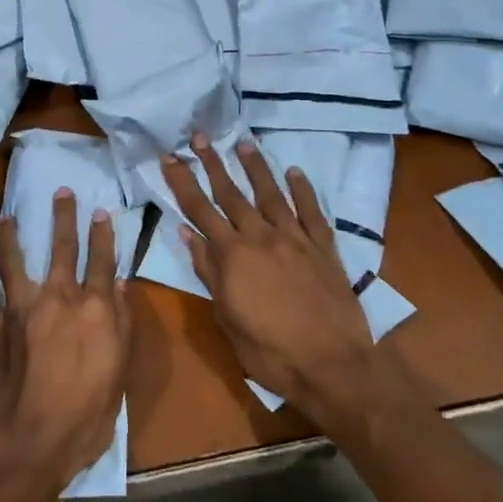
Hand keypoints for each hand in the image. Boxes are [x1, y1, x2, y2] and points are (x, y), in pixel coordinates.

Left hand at [0, 191, 131, 501]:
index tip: (101, 212)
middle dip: (63, 217)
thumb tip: (123, 286)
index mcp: (94, 310)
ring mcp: (21, 310)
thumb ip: (122, 326)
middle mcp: (58, 299)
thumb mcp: (119, 375)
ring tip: (7, 217)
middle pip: (61, 249)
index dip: (103, 235)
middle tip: (61, 191)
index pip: (102, 261)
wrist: (30, 443)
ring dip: (11, 237)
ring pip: (14, 261)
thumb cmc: (86, 417)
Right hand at [161, 135, 408, 425]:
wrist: (332, 365)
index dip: (182, 182)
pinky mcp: (324, 248)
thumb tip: (186, 233)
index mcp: (233, 255)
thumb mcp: (226, 316)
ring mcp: (295, 239)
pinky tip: (295, 172)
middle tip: (200, 136)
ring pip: (271, 194)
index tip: (169, 156)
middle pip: (232, 193)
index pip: (200, 209)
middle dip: (213, 163)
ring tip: (244, 143)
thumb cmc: (270, 350)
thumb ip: (208, 271)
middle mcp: (261, 237)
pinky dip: (303, 190)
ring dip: (256, 168)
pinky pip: (311, 212)